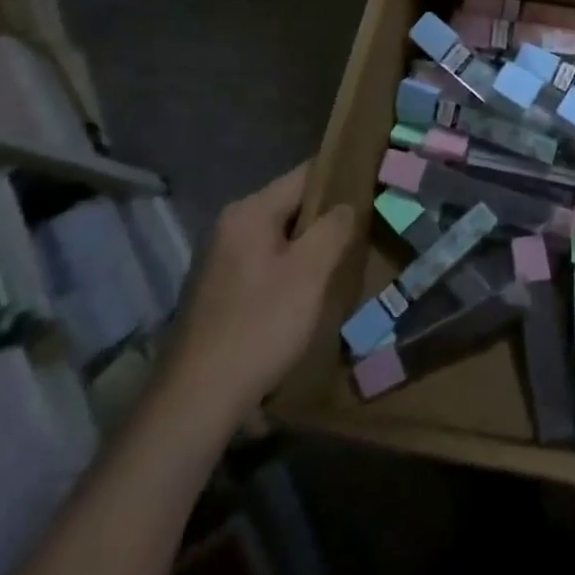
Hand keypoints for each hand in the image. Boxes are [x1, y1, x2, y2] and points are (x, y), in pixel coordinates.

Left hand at [161, 163, 354, 425]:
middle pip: (293, 206)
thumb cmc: (260, 325)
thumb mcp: (310, 272)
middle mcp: (230, 227)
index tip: (375, 185)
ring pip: (281, 238)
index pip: (306, 175)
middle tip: (368, 227)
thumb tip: (347, 203)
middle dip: (329, 217)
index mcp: (249, 212)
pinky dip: (292, 269)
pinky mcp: (220, 291)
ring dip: (312, 246)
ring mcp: (221, 260)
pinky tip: (312, 291)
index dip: (343, 177)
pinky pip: (267, 264)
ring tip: (347, 258)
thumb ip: (334, 227)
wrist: (198, 399)